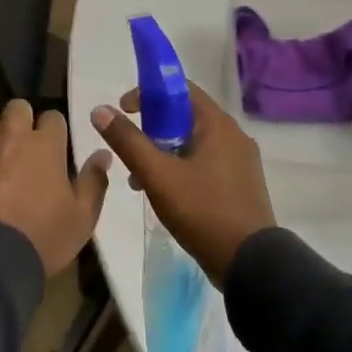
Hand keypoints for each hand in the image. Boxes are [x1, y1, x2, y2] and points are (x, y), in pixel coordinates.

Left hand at [0, 100, 113, 275]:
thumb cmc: (43, 237)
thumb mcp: (82, 217)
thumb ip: (94, 181)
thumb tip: (103, 154)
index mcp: (44, 145)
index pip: (53, 116)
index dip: (56, 130)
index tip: (58, 149)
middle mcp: (11, 138)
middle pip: (17, 107)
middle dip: (24, 119)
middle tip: (29, 145)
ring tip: (3, 158)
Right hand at [91, 83, 275, 284]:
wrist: (250, 263)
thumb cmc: (202, 210)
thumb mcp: (157, 175)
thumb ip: (127, 141)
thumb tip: (100, 109)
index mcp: (218, 123)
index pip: (180, 89)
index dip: (148, 93)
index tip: (124, 111)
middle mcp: (234, 135)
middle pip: (185, 117)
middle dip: (152, 129)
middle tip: (130, 150)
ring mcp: (241, 161)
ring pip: (194, 143)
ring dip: (164, 153)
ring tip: (139, 180)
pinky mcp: (242, 184)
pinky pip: (206, 163)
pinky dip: (182, 168)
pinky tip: (165, 194)